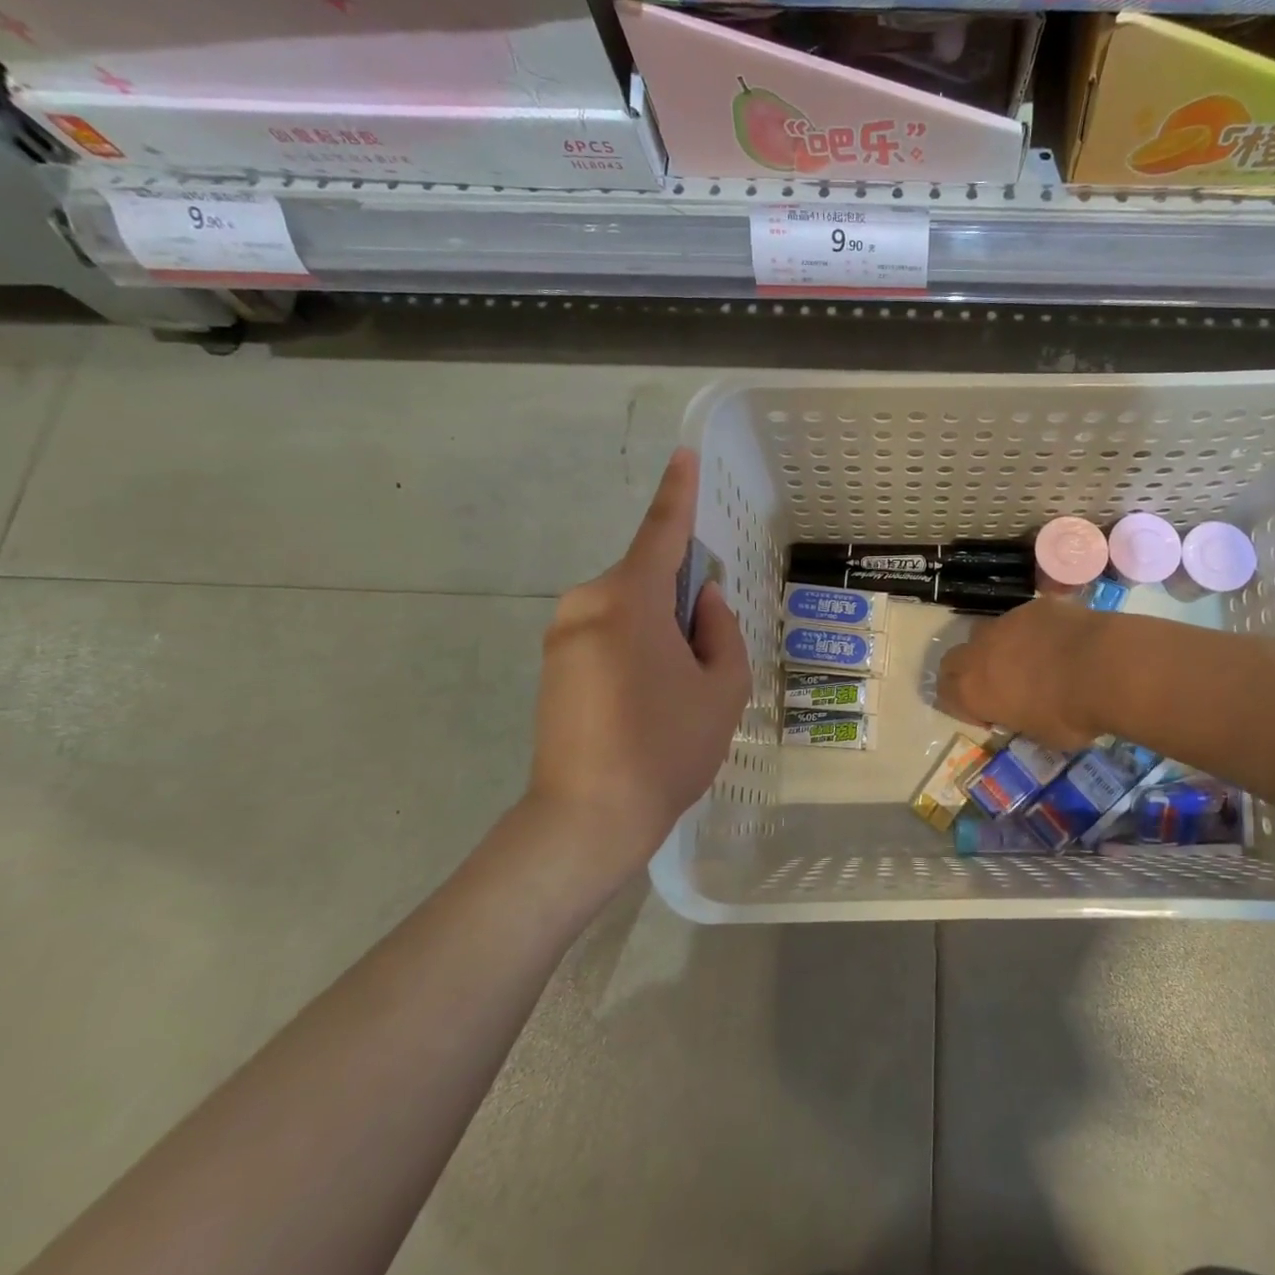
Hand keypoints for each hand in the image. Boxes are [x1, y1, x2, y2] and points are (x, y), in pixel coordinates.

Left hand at [520, 449, 751, 884]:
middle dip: (681, 599)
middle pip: (646, 578)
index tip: (683, 456)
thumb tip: (703, 601)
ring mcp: (562, 635)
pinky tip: (645, 702)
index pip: (661, 532)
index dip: (677, 493)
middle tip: (706, 655)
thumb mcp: (723, 688)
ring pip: (627, 610)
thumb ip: (721, 631)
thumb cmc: (667, 748)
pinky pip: (606, 634)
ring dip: (658, 629)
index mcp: (629, 600)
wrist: (586, 819)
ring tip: (675, 692)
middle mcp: (587, 604)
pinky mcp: (552, 665)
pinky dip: (635, 648)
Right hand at [936, 597, 1105, 750]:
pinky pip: (1023, 619)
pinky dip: (1032, 632)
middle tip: (997, 687)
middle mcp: (979, 651)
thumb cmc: (1070, 715)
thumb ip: (1019, 719)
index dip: (963, 707)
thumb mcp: (1039, 735)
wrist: (1105, 667)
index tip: (989, 717)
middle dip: (968, 673)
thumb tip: (1022, 712)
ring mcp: (1006, 622)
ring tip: (1030, 662)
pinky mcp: (1034, 605)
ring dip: (998, 648)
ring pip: (987, 633)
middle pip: (953, 659)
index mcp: (972, 690)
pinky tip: (1059, 643)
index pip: (945, 695)